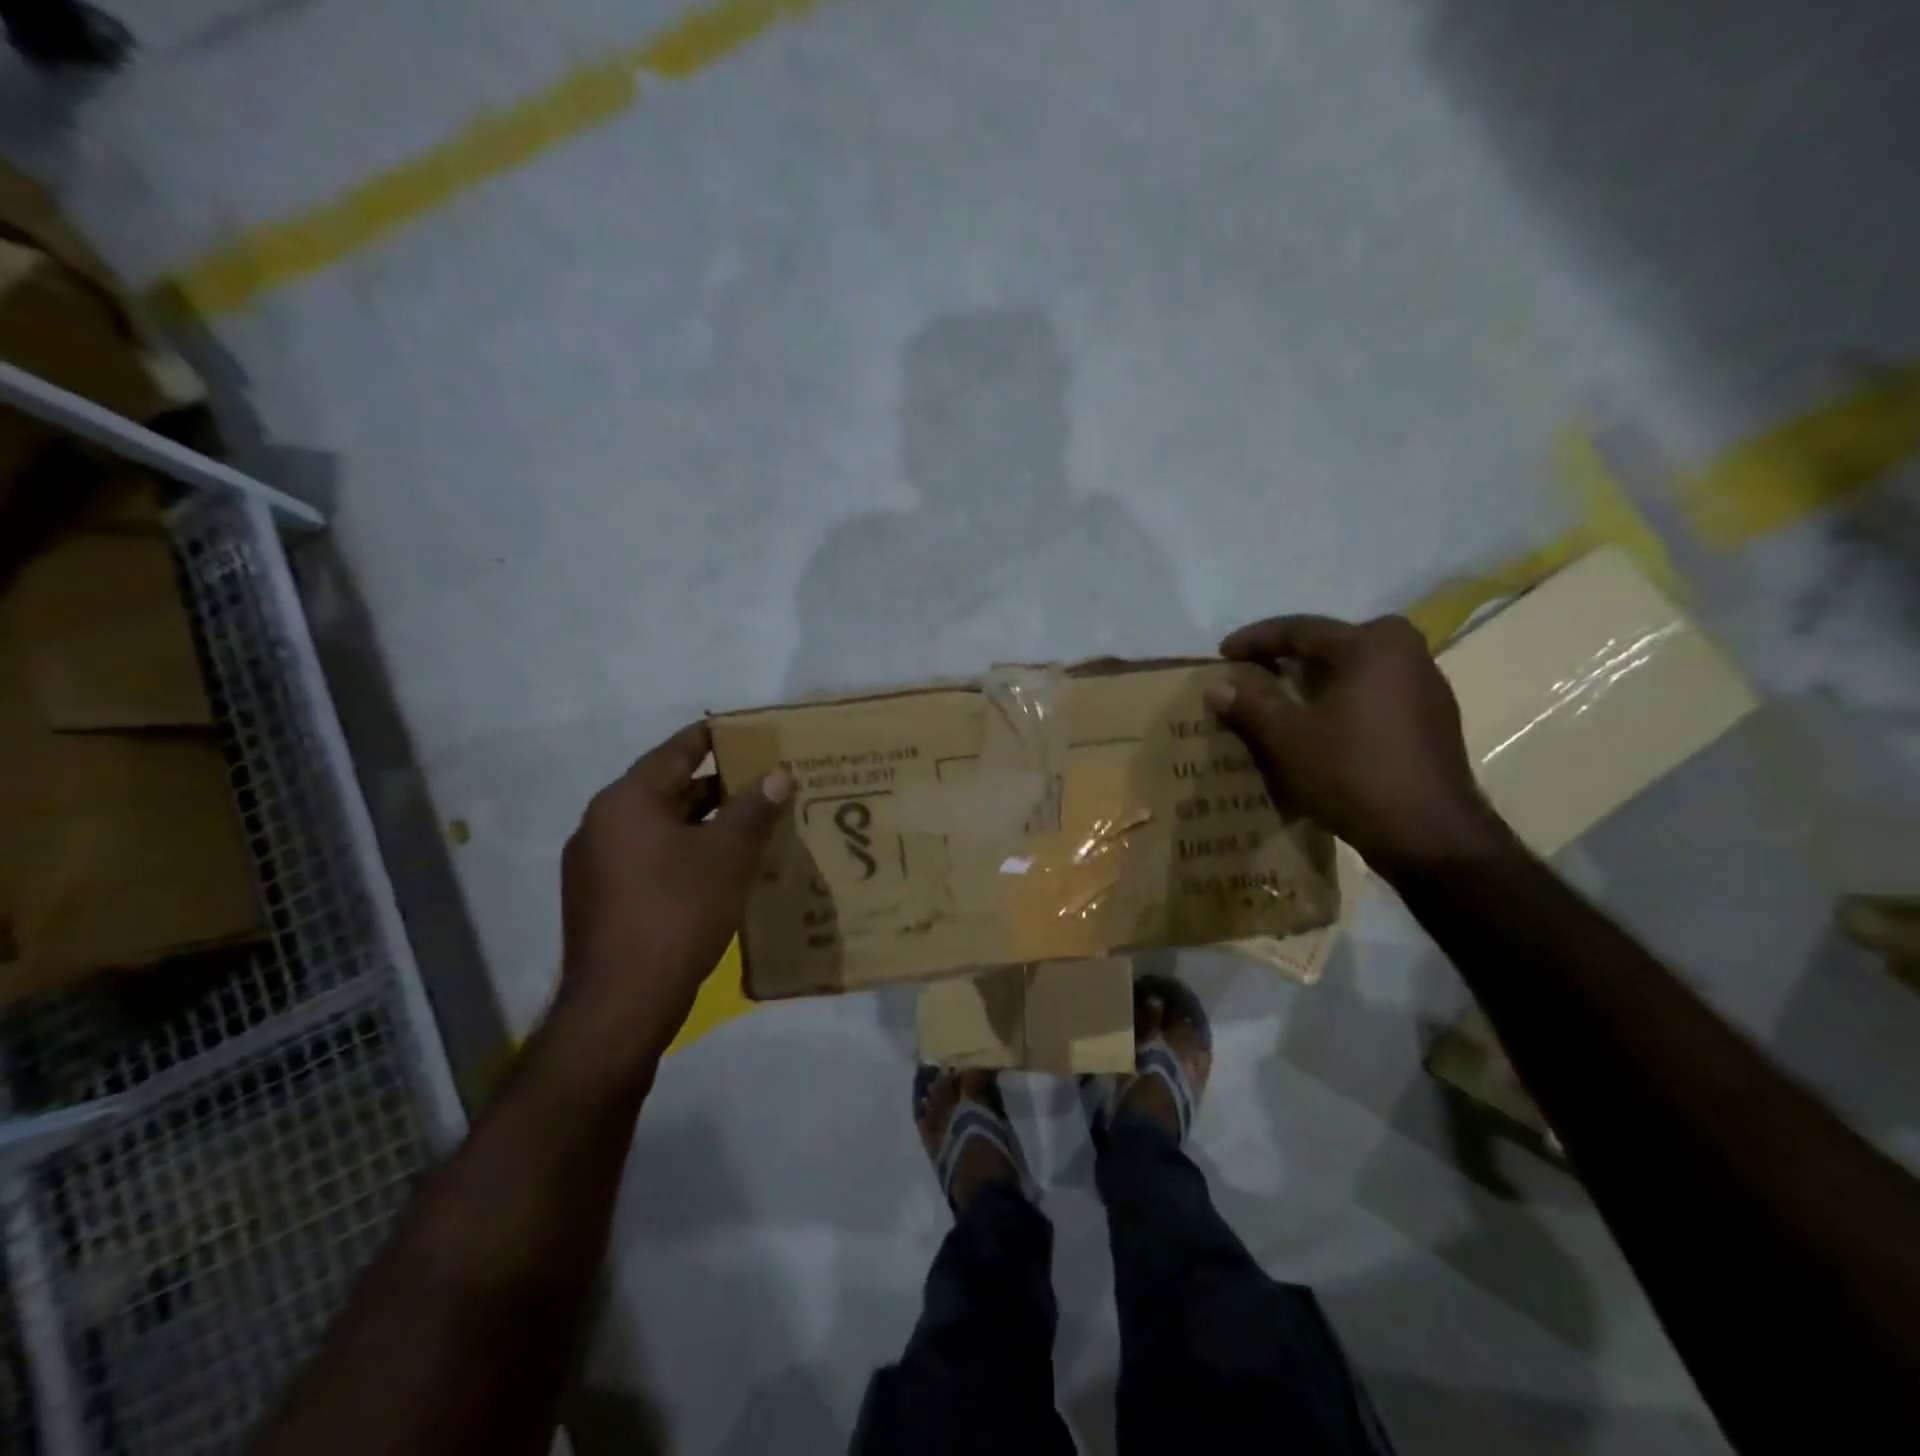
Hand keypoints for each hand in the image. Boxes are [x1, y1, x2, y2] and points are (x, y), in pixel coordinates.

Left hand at [558, 724, 790, 1058]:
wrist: (622, 1002)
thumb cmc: (678, 911)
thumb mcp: (728, 855)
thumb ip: (754, 809)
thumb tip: (778, 775)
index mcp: (627, 801)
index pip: (676, 751)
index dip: (715, 737)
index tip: (748, 731)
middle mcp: (602, 824)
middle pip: (667, 789)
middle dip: (717, 786)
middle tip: (762, 782)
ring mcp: (596, 865)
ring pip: (659, 828)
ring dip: (702, 823)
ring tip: (749, 824)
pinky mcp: (600, 899)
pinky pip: (649, 858)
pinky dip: (683, 853)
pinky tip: (718, 868)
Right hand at [1207, 613, 1509, 876]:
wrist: (1429, 833)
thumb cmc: (1351, 772)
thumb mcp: (1288, 738)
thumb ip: (1251, 705)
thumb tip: (1216, 688)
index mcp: (1369, 646)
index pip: (1300, 629)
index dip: (1256, 639)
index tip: (1223, 653)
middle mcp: (1405, 653)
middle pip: (1335, 642)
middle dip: (1293, 654)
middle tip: (1259, 671)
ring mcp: (1426, 685)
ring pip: (1358, 667)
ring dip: (1319, 678)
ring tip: (1286, 698)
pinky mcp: (1433, 718)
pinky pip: (1376, 691)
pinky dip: (1344, 698)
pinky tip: (1324, 724)